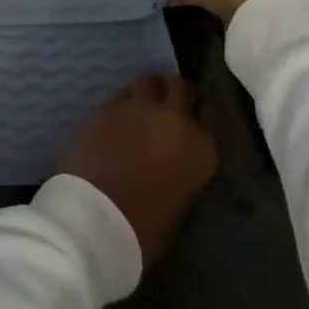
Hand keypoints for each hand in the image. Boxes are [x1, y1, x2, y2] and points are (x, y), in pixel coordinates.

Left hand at [57, 73, 217, 266]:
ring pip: (149, 80)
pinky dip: (123, 102)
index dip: (201, 111)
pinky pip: (121, 95)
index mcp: (202, 148)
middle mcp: (175, 119)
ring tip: (141, 106)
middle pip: (182, 87)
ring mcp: (138, 108)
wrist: (97, 216)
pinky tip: (117, 118)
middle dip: (176, 94)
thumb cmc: (145, 228)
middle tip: (167, 107)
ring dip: (148, 90)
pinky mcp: (106, 105)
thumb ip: (183, 166)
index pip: (211, 111)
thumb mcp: (181, 198)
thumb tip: (174, 157)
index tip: (195, 117)